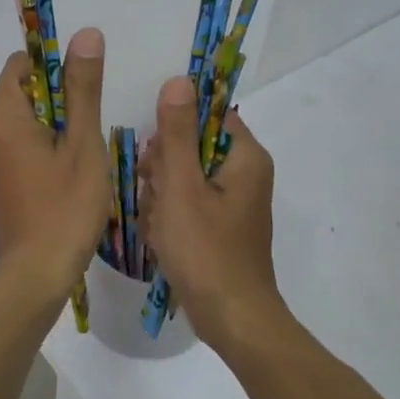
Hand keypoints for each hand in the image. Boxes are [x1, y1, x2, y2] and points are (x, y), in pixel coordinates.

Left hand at [0, 28, 109, 297]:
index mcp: (2, 116)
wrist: (37, 273)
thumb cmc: (65, 205)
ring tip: (85, 151)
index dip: (53, 65)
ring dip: (54, 127)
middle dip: (58, 99)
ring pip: (24, 124)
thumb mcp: (82, 142)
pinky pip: (20, 149)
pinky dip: (44, 149)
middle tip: (90, 125)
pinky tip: (70, 174)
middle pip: (22, 94)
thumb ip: (83, 88)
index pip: (20, 65)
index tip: (84, 87)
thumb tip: (86, 34)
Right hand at [138, 75, 283, 343]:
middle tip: (155, 198)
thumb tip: (178, 80)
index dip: (173, 129)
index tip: (155, 156)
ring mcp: (232, 203)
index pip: (205, 115)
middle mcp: (244, 174)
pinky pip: (186, 205)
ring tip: (157, 225)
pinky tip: (160, 238)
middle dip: (162, 171)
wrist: (231, 318)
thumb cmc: (205, 249)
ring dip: (160, 197)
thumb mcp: (181, 187)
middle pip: (189, 147)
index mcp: (244, 157)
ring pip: (182, 178)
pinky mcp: (219, 226)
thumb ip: (177, 134)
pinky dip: (168, 218)